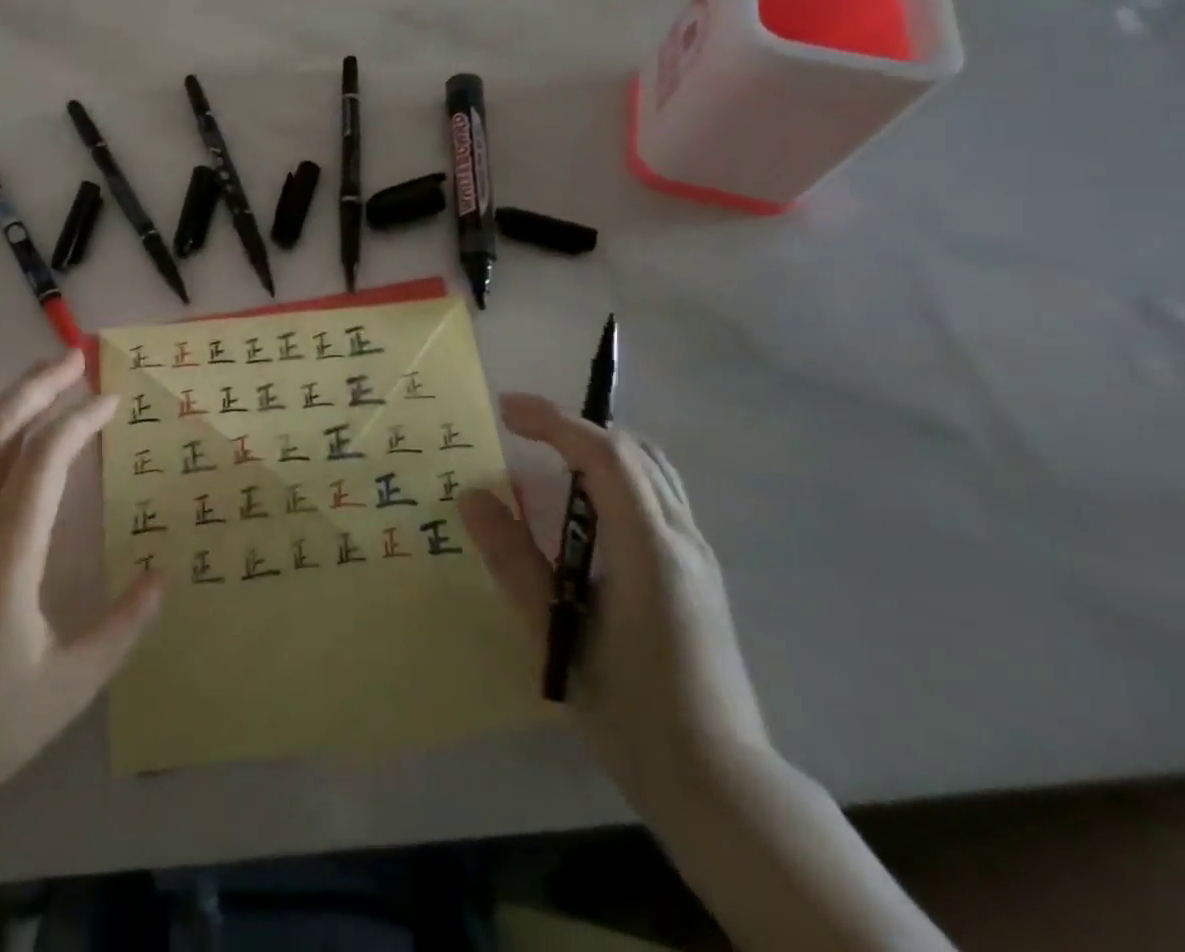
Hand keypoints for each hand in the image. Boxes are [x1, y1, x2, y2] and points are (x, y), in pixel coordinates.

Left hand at [0, 351, 161, 831]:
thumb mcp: (67, 690)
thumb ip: (122, 626)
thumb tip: (161, 573)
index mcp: (3, 561)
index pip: (42, 463)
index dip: (79, 421)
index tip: (110, 401)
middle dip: (38, 387)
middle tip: (74, 356)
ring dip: (7, 404)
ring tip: (41, 378)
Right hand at [459, 396, 767, 812]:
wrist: (721, 785)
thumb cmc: (632, 711)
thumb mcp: (556, 635)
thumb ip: (514, 561)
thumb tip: (473, 496)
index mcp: (650, 549)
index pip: (604, 456)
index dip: (554, 421)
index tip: (506, 409)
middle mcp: (682, 538)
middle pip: (635, 451)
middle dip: (575, 426)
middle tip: (522, 428)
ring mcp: (698, 555)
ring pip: (653, 470)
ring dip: (600, 447)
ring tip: (549, 454)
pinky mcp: (698, 573)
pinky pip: (659, 496)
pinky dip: (618, 475)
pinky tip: (586, 506)